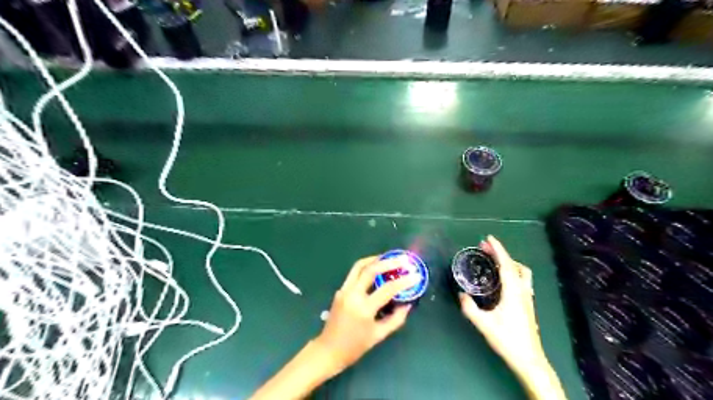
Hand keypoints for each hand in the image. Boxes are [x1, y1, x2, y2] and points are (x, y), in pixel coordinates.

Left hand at [314, 258, 418, 372]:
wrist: (329, 350)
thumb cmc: (355, 346)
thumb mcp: (379, 335)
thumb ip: (396, 319)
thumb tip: (408, 304)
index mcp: (364, 308)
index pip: (387, 289)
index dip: (403, 281)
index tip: (416, 275)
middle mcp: (352, 295)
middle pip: (370, 270)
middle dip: (388, 262)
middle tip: (403, 259)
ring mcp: (344, 290)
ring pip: (359, 266)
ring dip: (375, 259)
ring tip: (388, 257)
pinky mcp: (340, 290)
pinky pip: (354, 273)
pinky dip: (366, 267)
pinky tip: (376, 269)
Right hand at [459, 235, 544, 373]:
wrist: (529, 359)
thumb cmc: (507, 339)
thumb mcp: (484, 324)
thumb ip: (470, 308)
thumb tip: (461, 294)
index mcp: (513, 292)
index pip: (506, 264)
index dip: (498, 249)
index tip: (488, 238)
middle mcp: (523, 291)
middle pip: (515, 265)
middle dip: (501, 253)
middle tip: (485, 248)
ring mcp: (528, 297)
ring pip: (522, 272)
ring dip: (509, 262)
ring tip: (494, 261)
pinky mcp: (528, 304)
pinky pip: (522, 280)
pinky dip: (512, 272)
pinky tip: (502, 279)